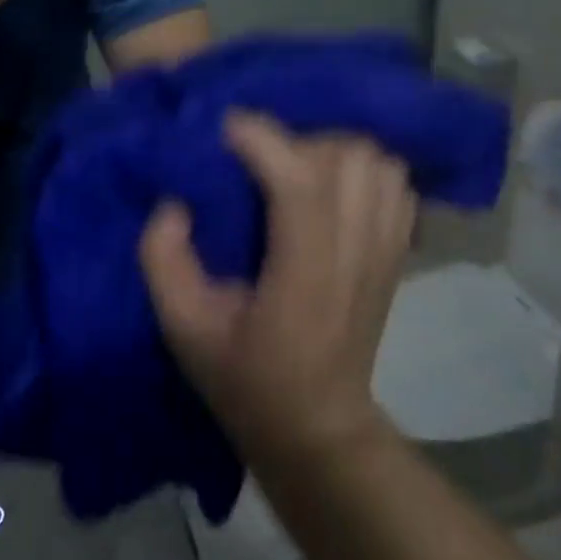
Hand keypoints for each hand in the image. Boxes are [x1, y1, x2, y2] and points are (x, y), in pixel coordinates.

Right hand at [141, 112, 417, 466]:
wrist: (318, 429)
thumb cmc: (246, 381)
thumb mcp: (182, 329)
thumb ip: (163, 259)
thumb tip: (174, 202)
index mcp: (303, 277)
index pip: (299, 183)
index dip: (262, 140)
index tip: (223, 129)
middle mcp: (355, 256)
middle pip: (347, 158)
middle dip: (296, 141)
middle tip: (258, 157)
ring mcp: (385, 253)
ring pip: (378, 162)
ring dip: (332, 151)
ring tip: (293, 167)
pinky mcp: (396, 254)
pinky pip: (395, 183)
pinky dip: (364, 168)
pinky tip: (329, 185)